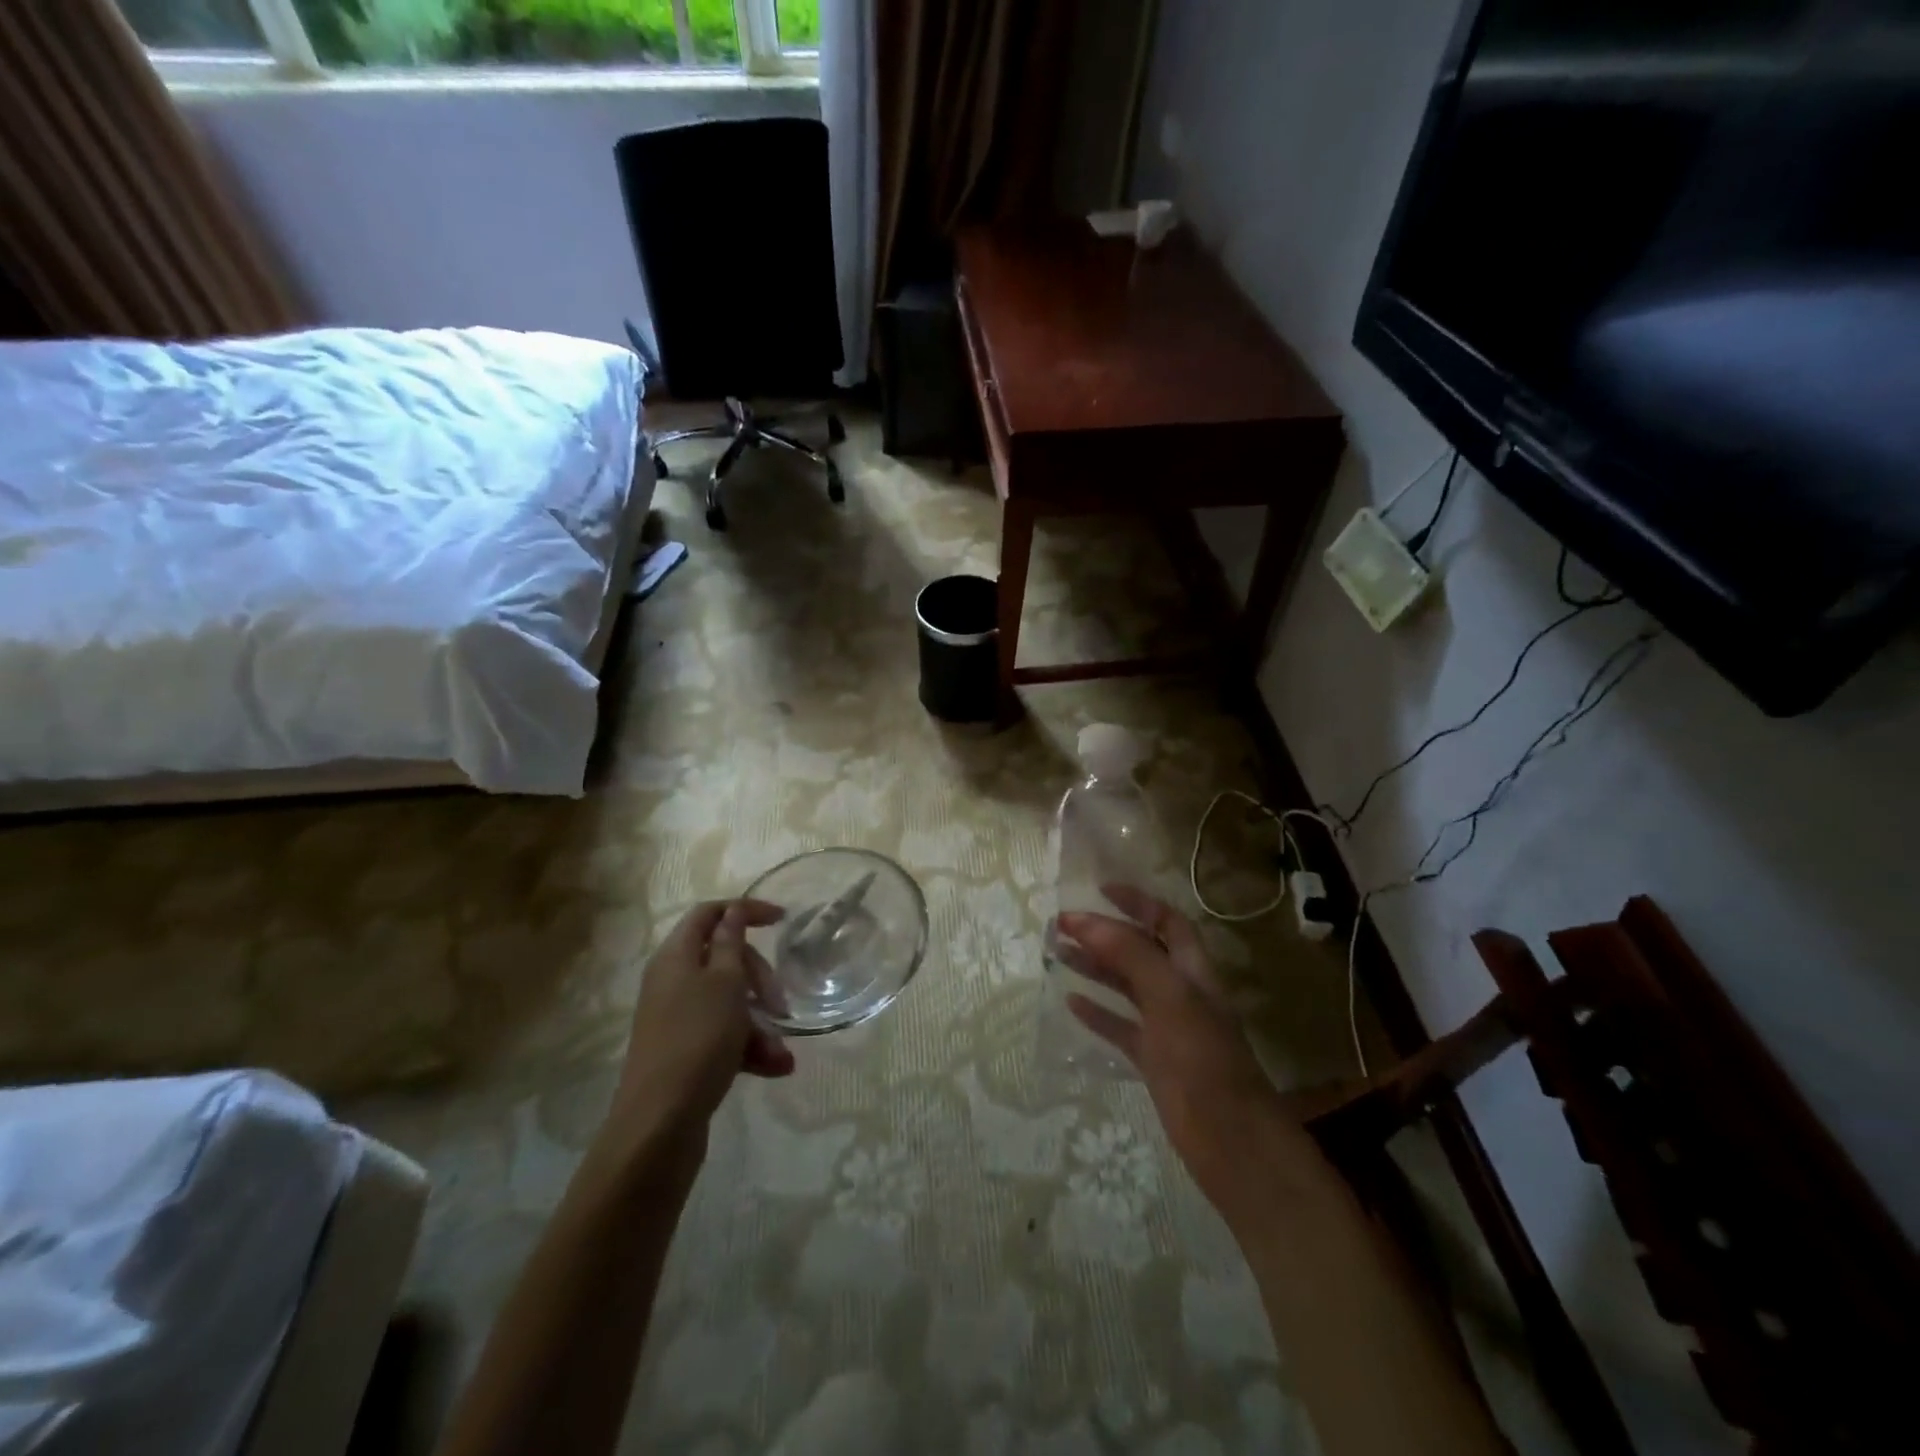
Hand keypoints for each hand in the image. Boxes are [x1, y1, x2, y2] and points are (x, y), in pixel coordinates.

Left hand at [611, 900, 794, 1156]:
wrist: (660, 1123)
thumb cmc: (698, 1039)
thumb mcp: (725, 983)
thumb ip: (731, 943)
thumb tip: (732, 912)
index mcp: (676, 956)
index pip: (709, 913)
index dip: (745, 910)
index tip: (782, 920)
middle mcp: (672, 981)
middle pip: (724, 958)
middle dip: (759, 977)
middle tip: (779, 1001)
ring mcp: (677, 1017)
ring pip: (729, 1002)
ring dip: (760, 1021)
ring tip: (781, 1052)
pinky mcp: (685, 1050)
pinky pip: (724, 1034)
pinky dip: (749, 1046)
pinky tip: (775, 1067)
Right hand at [1057, 886, 1318, 1219]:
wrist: (1232, 1143)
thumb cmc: (1204, 1061)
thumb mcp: (1170, 998)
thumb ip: (1130, 955)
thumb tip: (1086, 919)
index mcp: (1193, 972)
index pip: (1167, 922)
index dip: (1138, 902)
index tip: (1099, 890)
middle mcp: (1180, 993)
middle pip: (1140, 951)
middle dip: (1104, 934)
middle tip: (1061, 926)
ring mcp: (1167, 1028)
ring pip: (1126, 987)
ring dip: (1094, 967)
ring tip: (1056, 955)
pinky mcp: (1154, 1061)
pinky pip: (1120, 1028)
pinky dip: (1097, 1013)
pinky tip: (1071, 1003)